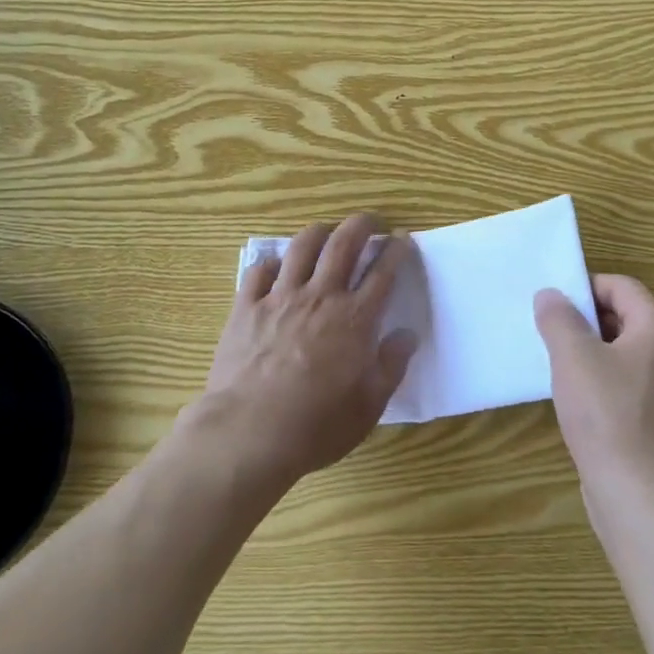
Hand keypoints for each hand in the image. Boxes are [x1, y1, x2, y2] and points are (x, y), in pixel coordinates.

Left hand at [197, 213, 419, 491]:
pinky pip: (258, 271)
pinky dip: (271, 262)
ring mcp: (280, 297)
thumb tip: (407, 334)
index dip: (395, 251)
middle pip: (343, 244)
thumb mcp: (368, 405)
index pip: (382, 273)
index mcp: (354, 319)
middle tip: (370, 222)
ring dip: (318, 232)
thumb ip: (391, 365)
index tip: (401, 239)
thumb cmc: (316, 424)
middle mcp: (320, 297)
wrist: (250, 431)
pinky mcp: (246, 307)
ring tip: (326, 231)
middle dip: (361, 225)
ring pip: (301, 247)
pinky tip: (276, 266)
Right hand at [534, 275, 653, 495]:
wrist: (639, 496)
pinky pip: (632, 386)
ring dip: (594, 354)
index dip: (584, 288)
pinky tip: (581, 404)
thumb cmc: (606, 415)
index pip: (621, 287)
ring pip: (628, 354)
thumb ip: (559, 318)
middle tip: (551, 335)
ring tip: (560, 368)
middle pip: (627, 318)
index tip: (553, 306)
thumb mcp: (573, 356)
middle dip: (586, 322)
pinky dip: (606, 384)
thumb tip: (551, 295)